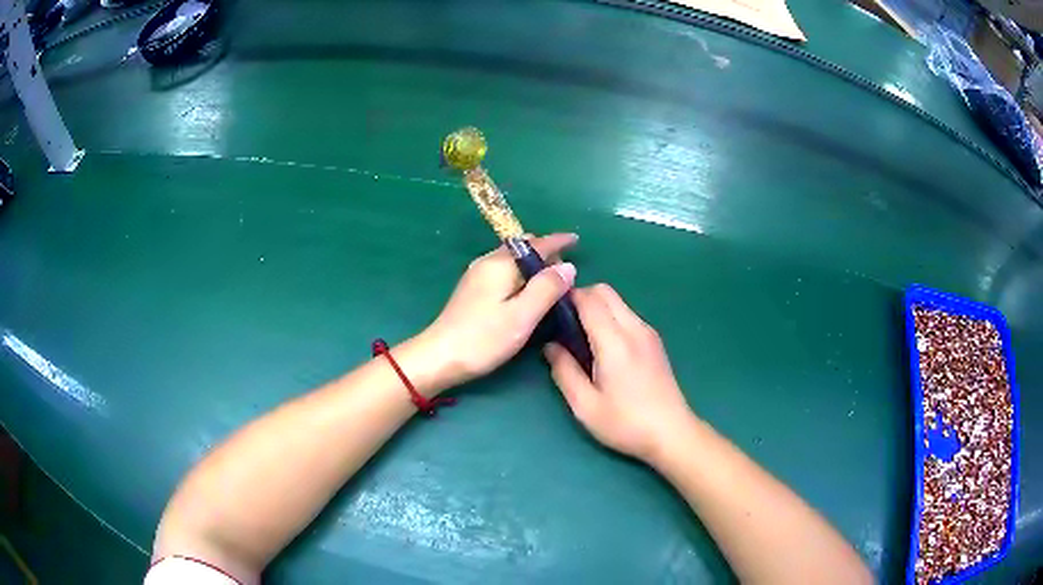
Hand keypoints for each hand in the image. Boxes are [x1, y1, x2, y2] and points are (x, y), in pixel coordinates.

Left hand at [416, 233, 577, 392]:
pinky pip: (503, 270)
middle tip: (567, 269)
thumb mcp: (523, 316)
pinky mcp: (472, 289)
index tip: (577, 240)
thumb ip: (547, 288)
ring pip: (511, 259)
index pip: (537, 244)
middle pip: (522, 248)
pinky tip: (526, 289)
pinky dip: (520, 273)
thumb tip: (568, 265)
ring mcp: (477, 274)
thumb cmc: (484, 338)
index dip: (559, 241)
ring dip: (532, 263)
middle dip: (545, 252)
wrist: (440, 357)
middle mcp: (488, 262)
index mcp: (501, 264)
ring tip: (551, 279)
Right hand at [544, 284, 694, 462]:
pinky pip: (627, 315)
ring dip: (597, 308)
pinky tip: (603, 347)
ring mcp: (648, 333)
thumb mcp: (585, 406)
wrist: (672, 433)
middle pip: (605, 291)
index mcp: (615, 342)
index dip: (566, 297)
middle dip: (581, 297)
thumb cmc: (626, 423)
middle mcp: (634, 328)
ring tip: (581, 338)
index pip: (589, 299)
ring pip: (618, 302)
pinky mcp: (655, 341)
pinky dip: (610, 318)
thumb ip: (564, 371)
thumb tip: (550, 346)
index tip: (548, 310)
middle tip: (563, 325)